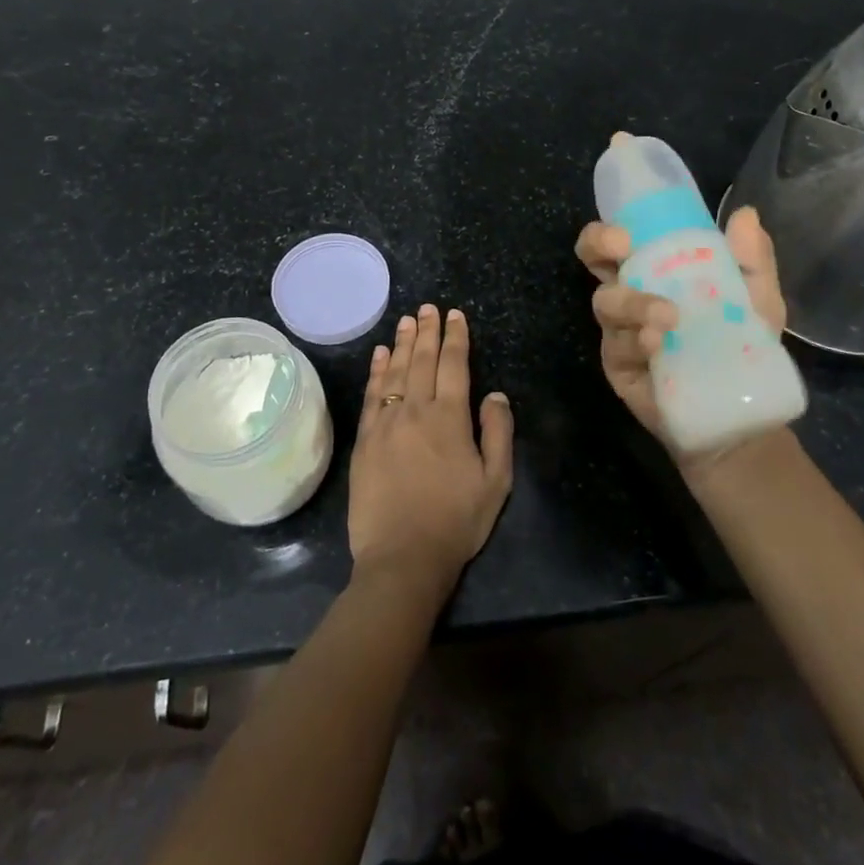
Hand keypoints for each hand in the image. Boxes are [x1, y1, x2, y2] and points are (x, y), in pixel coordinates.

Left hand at [348, 305, 514, 596]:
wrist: (402, 557)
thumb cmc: (456, 521)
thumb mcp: (496, 482)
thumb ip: (498, 432)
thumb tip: (495, 394)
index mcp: (450, 418)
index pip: (454, 365)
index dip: (455, 337)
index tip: (455, 315)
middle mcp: (416, 410)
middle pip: (422, 360)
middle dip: (427, 331)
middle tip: (428, 307)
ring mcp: (386, 423)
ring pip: (395, 372)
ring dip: (402, 343)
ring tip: (406, 320)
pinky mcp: (365, 439)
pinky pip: (372, 394)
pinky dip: (376, 370)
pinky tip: (379, 354)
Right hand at [574, 204, 788, 447]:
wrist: (740, 413)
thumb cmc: (743, 347)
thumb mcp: (758, 300)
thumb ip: (753, 261)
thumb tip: (745, 213)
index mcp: (657, 271)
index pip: (622, 239)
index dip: (612, 227)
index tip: (627, 231)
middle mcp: (631, 294)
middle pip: (593, 259)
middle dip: (598, 246)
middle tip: (621, 250)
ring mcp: (620, 331)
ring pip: (606, 303)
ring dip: (633, 302)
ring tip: (667, 318)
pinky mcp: (618, 365)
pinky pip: (616, 346)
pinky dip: (636, 341)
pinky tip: (657, 346)